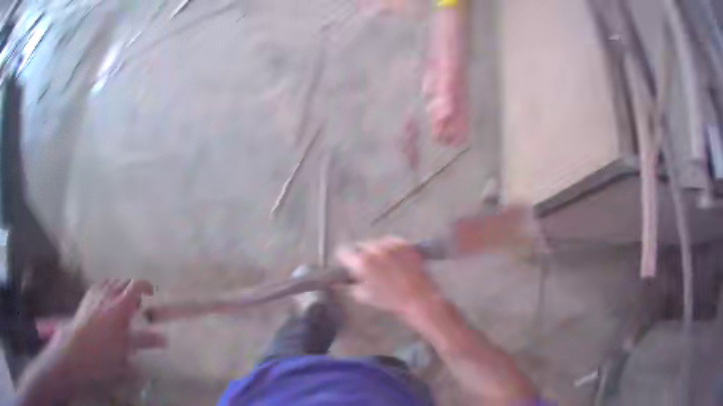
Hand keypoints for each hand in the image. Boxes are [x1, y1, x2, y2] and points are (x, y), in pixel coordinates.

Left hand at [19, 279, 166, 401]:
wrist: (75, 353)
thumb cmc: (103, 356)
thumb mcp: (127, 352)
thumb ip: (143, 342)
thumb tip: (164, 339)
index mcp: (119, 307)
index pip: (135, 286)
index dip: (145, 286)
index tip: (152, 293)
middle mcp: (107, 295)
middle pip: (123, 281)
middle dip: (133, 289)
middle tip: (139, 304)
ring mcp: (95, 295)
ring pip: (111, 281)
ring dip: (120, 288)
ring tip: (123, 301)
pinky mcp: (86, 298)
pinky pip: (99, 285)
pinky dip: (107, 288)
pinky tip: (107, 299)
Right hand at [336, 237, 440, 317]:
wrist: (418, 298)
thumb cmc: (391, 300)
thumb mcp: (364, 297)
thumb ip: (352, 285)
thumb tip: (349, 281)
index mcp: (361, 262)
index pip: (343, 252)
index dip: (344, 259)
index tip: (347, 262)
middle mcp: (375, 249)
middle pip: (361, 246)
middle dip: (362, 255)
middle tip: (369, 267)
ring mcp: (391, 245)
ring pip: (377, 243)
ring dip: (377, 251)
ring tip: (385, 265)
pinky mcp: (405, 243)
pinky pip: (393, 242)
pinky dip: (392, 249)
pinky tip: (396, 261)